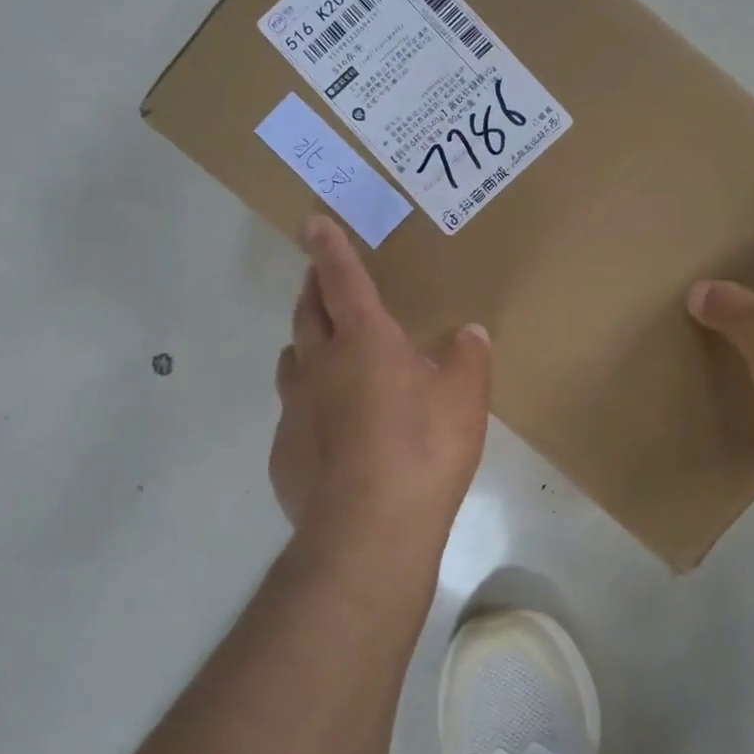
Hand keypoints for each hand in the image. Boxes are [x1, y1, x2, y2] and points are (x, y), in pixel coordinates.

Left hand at [270, 216, 493, 564]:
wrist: (369, 532)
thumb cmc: (424, 449)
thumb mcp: (466, 399)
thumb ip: (468, 358)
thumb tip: (468, 334)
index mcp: (365, 341)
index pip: (343, 280)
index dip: (330, 248)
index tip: (312, 222)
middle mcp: (320, 365)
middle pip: (307, 313)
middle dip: (312, 288)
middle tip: (318, 278)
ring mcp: (295, 410)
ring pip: (292, 361)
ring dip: (305, 345)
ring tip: (322, 350)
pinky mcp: (284, 454)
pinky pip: (293, 415)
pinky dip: (308, 406)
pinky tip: (330, 432)